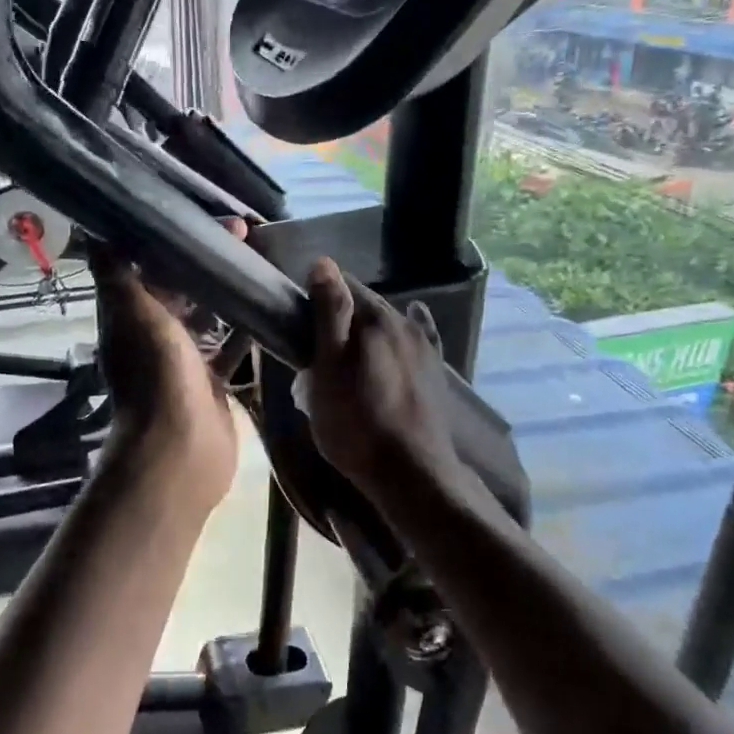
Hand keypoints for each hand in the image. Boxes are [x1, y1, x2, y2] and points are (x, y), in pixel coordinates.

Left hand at [90, 221, 245, 512]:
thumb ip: (118, 273)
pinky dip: (246, 328)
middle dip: (207, 260)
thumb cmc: (156, 375)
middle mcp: (153, 333)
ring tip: (261, 261)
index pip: (147, 264)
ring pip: (208, 315)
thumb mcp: (133, 314)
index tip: (203, 215)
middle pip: (180, 287)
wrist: (179, 449)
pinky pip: (230, 346)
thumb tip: (95, 230)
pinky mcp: (212, 381)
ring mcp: (184, 359)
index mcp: (130, 315)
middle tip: (244, 232)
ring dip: (229, 291)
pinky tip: (270, 306)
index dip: (172, 239)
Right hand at [299, 258, 463, 500]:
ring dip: (367, 328)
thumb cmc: (355, 423)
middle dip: (341, 314)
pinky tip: (409, 326)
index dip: (316, 296)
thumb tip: (323, 261)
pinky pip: (418, 336)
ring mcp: (423, 345)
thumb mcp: (328, 369)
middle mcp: (403, 321)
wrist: (409, 472)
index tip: (298, 320)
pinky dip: (406, 329)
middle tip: (317, 345)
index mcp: (373, 317)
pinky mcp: (434, 369)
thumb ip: (328, 313)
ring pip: (387, 322)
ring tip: (349, 354)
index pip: (341, 283)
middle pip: (365, 304)